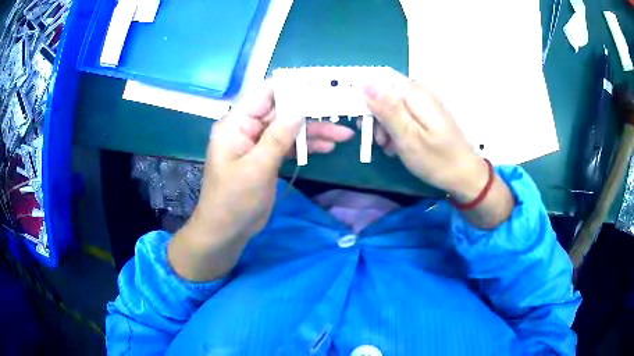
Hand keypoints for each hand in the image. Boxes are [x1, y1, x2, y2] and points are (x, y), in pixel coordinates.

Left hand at [169, 81, 353, 280]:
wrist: (227, 232)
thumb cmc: (234, 201)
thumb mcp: (256, 169)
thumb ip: (277, 137)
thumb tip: (299, 109)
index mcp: (236, 124)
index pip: (264, 94)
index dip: (291, 87)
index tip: (319, 84)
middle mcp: (247, 129)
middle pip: (282, 111)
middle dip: (310, 112)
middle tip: (340, 110)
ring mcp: (258, 144)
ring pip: (289, 129)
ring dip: (314, 132)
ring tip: (343, 135)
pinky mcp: (267, 158)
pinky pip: (289, 145)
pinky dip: (307, 146)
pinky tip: (327, 147)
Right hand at [364, 71, 513, 227]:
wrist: (465, 175)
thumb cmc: (437, 160)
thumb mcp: (408, 139)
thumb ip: (388, 110)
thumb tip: (366, 84)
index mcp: (416, 94)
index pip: (382, 79)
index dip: (367, 95)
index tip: (362, 119)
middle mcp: (420, 93)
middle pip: (387, 93)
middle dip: (377, 115)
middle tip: (379, 141)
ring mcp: (425, 103)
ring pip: (393, 105)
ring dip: (385, 125)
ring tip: (389, 148)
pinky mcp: (427, 114)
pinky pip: (404, 114)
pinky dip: (397, 129)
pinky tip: (398, 146)